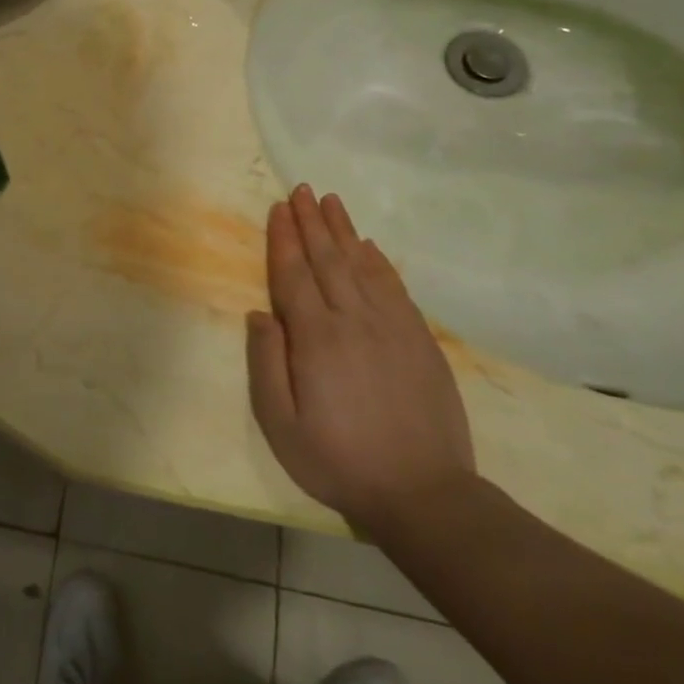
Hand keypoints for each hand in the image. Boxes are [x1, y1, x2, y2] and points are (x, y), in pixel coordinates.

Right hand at [246, 186, 475, 536]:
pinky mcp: (420, 340)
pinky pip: (395, 288)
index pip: (294, 276)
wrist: (423, 493)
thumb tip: (260, 313)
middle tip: (301, 189)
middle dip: (311, 222)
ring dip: (344, 231)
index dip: (284, 239)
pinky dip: (379, 262)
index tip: (278, 208)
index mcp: (316, 338)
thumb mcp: (281, 424)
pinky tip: (369, 246)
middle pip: (328, 260)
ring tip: (331, 201)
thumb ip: (266, 363)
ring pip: (362, 266)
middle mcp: (354, 321)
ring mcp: (392, 328)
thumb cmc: (338, 460)